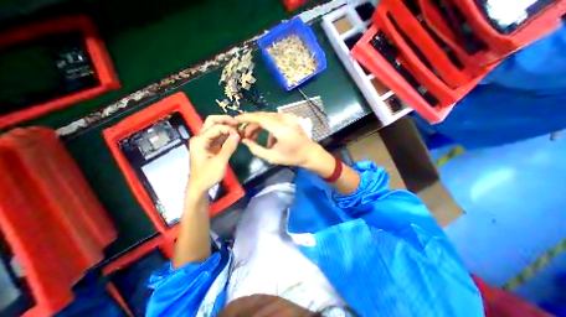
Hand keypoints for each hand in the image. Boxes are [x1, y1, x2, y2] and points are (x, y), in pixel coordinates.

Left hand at [187, 116, 236, 196]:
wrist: (199, 186)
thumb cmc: (207, 176)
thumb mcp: (220, 162)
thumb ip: (229, 147)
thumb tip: (238, 135)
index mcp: (200, 140)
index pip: (216, 127)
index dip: (229, 129)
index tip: (239, 135)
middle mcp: (200, 138)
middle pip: (212, 122)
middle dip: (225, 120)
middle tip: (238, 123)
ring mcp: (204, 141)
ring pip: (215, 127)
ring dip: (226, 127)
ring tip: (238, 129)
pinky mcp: (209, 146)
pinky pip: (218, 136)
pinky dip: (226, 134)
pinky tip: (234, 136)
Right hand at [237, 112, 330, 168]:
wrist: (310, 154)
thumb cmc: (293, 157)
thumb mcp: (272, 157)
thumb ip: (256, 149)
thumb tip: (245, 141)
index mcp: (281, 128)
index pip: (260, 118)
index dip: (247, 118)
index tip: (236, 120)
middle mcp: (285, 119)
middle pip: (262, 116)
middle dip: (251, 124)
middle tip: (244, 134)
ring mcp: (289, 117)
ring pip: (268, 117)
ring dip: (258, 126)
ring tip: (252, 137)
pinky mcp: (290, 118)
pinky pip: (274, 120)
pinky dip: (268, 128)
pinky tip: (268, 140)